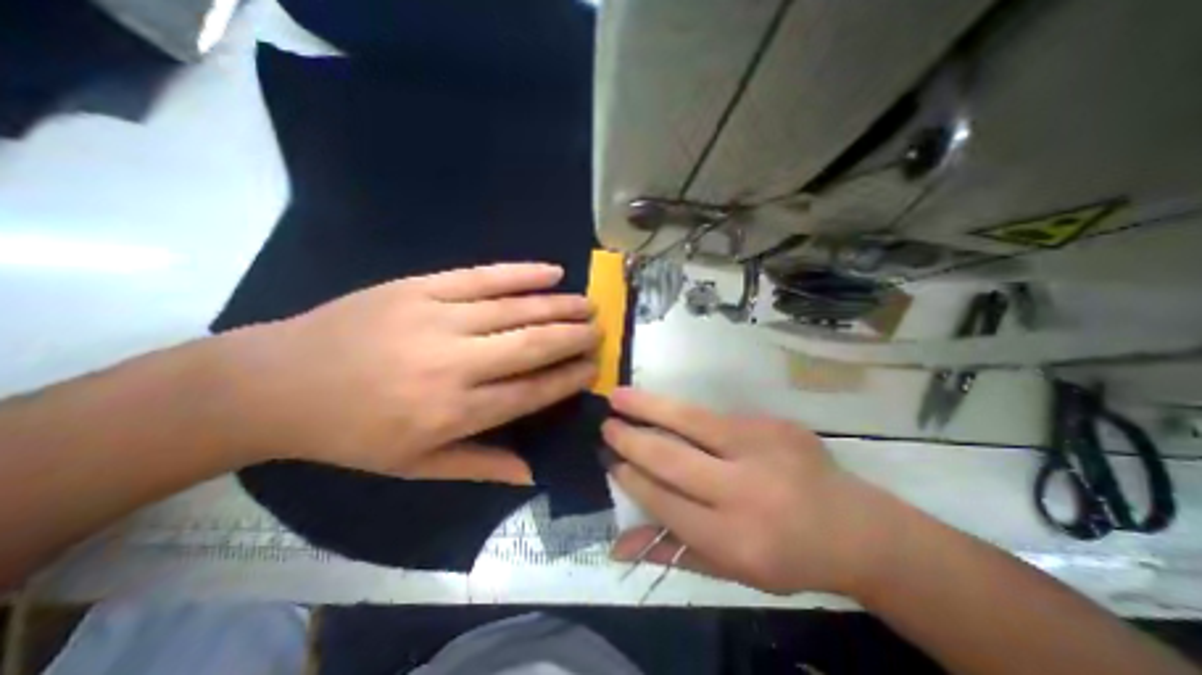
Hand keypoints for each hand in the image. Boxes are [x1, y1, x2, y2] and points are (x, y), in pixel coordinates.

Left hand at [219, 261, 601, 480]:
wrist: (278, 383)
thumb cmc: (352, 433)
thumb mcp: (415, 466)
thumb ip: (480, 465)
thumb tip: (532, 473)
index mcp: (455, 411)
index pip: (532, 391)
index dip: (569, 378)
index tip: (593, 368)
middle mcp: (455, 363)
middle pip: (533, 345)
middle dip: (574, 337)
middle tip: (599, 331)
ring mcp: (438, 319)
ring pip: (516, 308)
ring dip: (559, 305)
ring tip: (587, 303)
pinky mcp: (421, 288)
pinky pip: (483, 277)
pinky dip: (522, 273)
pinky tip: (552, 272)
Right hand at [605, 388, 894, 593]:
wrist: (857, 527)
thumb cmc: (786, 556)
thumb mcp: (731, 570)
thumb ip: (672, 552)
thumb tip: (616, 545)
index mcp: (735, 540)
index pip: (665, 502)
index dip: (632, 478)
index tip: (610, 460)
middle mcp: (746, 492)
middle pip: (672, 459)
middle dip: (632, 440)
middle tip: (606, 425)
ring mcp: (763, 449)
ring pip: (691, 421)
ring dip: (649, 407)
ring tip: (619, 396)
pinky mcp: (774, 424)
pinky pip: (716, 415)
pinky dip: (683, 411)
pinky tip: (663, 406)